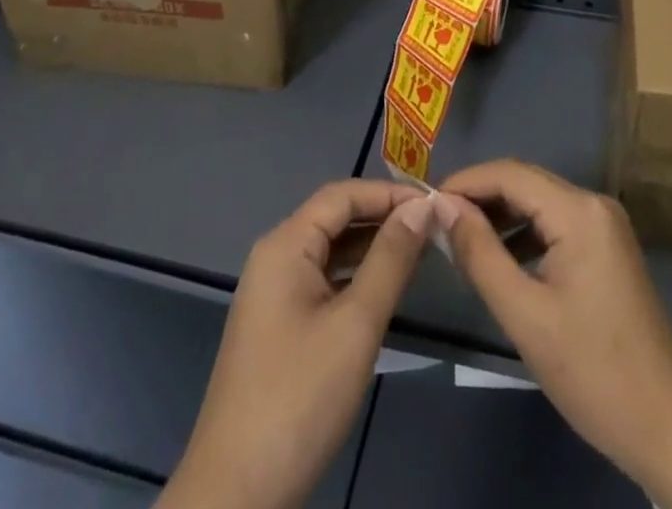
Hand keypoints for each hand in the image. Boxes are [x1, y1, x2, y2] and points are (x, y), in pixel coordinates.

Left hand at [161, 180, 441, 508]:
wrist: (236, 494)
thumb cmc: (299, 398)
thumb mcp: (356, 324)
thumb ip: (390, 259)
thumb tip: (421, 208)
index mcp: (285, 245)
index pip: (342, 195)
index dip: (389, 193)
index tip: (434, 204)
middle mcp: (275, 258)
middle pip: (335, 218)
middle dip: (383, 218)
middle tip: (434, 228)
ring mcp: (274, 294)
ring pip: (331, 252)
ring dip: (373, 248)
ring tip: (421, 252)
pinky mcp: (280, 326)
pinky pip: (324, 281)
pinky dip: (356, 278)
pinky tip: (386, 290)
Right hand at [435, 159, 671, 486]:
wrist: (669, 427)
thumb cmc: (593, 372)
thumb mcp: (525, 315)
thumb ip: (479, 254)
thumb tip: (442, 207)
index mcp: (578, 210)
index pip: (509, 173)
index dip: (465, 181)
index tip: (425, 202)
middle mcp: (593, 204)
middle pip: (525, 182)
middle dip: (479, 197)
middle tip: (436, 220)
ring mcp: (604, 225)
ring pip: (539, 202)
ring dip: (500, 215)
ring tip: (459, 240)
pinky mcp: (607, 248)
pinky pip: (555, 224)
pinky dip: (524, 234)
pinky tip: (499, 260)